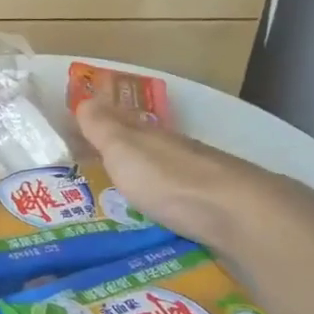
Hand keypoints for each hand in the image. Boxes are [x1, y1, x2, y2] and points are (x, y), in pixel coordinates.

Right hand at [75, 98, 313, 259]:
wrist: (238, 214)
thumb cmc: (169, 180)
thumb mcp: (124, 150)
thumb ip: (103, 127)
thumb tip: (85, 98)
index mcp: (150, 136)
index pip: (120, 121)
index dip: (99, 123)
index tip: (75, 131)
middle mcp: (176, 151)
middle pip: (143, 146)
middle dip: (120, 151)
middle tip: (93, 163)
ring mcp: (199, 179)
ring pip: (164, 172)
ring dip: (144, 178)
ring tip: (121, 195)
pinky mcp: (215, 208)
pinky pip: (181, 199)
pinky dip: (165, 201)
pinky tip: (159, 214)